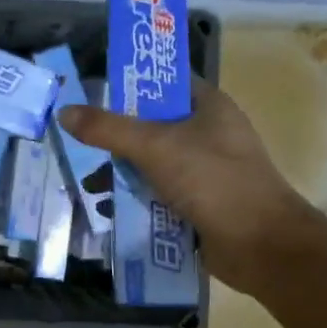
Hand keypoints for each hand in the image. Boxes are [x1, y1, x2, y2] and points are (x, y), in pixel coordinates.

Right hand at [58, 77, 315, 291]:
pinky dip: (137, 198)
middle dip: (116, 135)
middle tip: (79, 141)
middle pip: (153, 125)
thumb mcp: (155, 147)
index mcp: (209, 106)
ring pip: (153, 162)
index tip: (91, 91)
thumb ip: (108, 129)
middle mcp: (209, 133)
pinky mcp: (200, 203)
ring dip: (123, 171)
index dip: (130, 82)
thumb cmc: (213, 180)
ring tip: (87, 183)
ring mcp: (205, 171)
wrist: (262, 246)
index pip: (164, 81)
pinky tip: (108, 207)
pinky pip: (160, 193)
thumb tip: (65, 112)